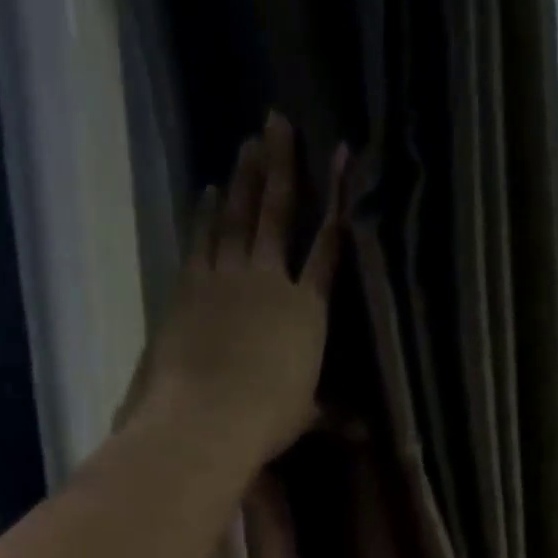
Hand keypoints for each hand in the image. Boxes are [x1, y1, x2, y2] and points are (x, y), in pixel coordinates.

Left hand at [139, 112, 347, 460]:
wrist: (209, 416)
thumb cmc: (266, 419)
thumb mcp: (305, 416)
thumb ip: (333, 415)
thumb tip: (367, 436)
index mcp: (307, 310)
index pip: (327, 247)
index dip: (337, 200)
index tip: (342, 154)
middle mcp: (270, 280)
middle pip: (277, 213)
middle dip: (280, 165)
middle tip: (277, 120)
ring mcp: (227, 278)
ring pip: (237, 217)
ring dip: (243, 179)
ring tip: (248, 142)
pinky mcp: (191, 286)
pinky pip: (200, 241)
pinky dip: (204, 215)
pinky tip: (208, 191)